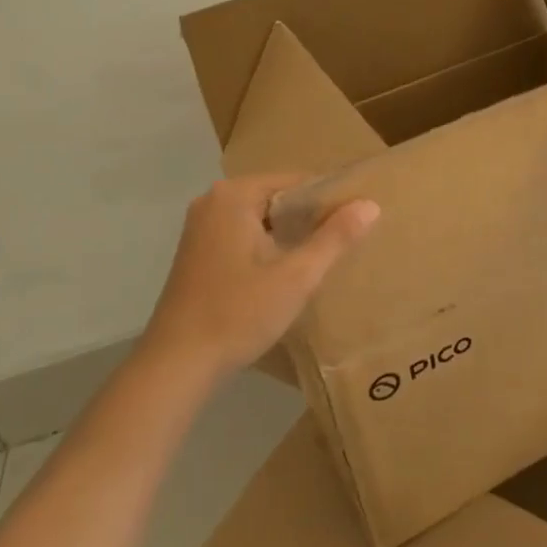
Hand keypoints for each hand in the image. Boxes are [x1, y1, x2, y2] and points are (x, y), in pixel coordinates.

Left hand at [143, 175, 378, 377]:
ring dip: (288, 234)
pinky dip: (266, 245)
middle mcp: (213, 201)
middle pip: (277, 197)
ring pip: (260, 217)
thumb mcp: (296, 277)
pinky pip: (243, 233)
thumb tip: (370, 204)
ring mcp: (200, 227)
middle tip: (344, 241)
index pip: (296, 181)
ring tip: (322, 256)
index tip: (355, 221)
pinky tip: (285, 272)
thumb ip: (335, 237)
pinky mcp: (196, 251)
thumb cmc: (238, 313)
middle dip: (309, 217)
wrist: (175, 365)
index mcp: (234, 195)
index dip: (329, 199)